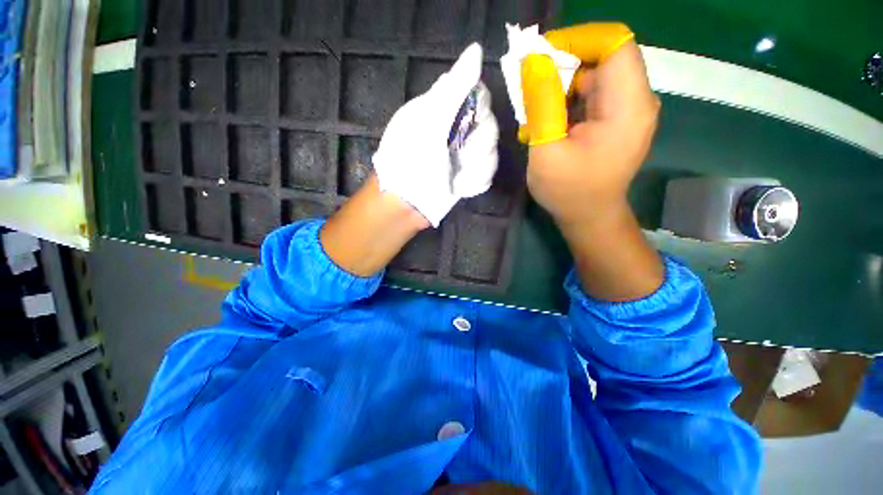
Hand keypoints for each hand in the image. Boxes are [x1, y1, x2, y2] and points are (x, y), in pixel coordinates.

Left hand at [373, 43, 498, 226]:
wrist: (408, 204)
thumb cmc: (411, 162)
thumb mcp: (428, 122)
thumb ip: (453, 88)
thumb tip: (477, 49)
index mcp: (444, 110)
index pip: (479, 94)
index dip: (480, 108)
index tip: (467, 123)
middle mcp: (457, 130)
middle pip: (491, 125)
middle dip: (476, 147)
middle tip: (455, 157)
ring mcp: (465, 155)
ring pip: (492, 153)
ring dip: (474, 170)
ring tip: (454, 179)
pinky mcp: (470, 176)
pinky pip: (489, 174)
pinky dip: (475, 183)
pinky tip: (459, 188)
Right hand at [521, 27, 659, 224]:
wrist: (589, 217)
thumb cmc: (568, 191)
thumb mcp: (546, 149)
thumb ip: (541, 103)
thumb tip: (534, 60)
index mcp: (627, 106)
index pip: (614, 43)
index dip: (577, 39)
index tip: (541, 57)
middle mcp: (636, 100)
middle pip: (604, 58)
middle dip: (564, 65)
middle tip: (531, 88)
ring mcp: (627, 111)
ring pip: (595, 76)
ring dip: (562, 85)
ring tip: (536, 112)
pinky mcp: (616, 120)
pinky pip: (593, 95)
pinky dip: (567, 100)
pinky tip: (549, 122)